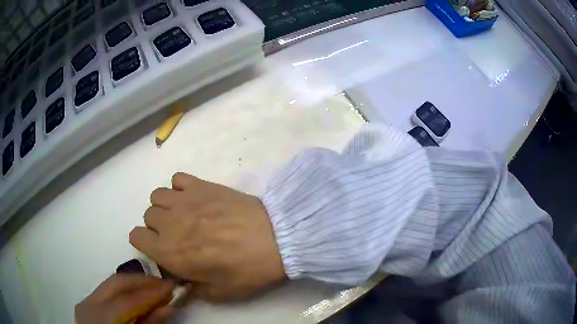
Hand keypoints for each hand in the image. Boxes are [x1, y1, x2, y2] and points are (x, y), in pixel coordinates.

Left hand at [75, 274, 174, 323]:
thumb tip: (168, 307)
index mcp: (101, 318)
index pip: (127, 300)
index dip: (151, 292)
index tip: (172, 285)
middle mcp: (89, 304)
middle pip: (116, 283)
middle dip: (142, 281)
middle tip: (164, 284)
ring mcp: (86, 302)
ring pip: (111, 284)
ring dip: (134, 284)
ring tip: (154, 288)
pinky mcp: (87, 304)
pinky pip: (107, 291)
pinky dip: (124, 291)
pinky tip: (137, 296)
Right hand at [129, 173, 285, 301]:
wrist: (275, 239)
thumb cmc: (247, 271)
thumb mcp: (219, 293)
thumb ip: (193, 289)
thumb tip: (182, 281)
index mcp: (169, 252)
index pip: (136, 236)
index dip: (145, 243)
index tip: (160, 248)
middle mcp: (170, 223)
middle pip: (148, 215)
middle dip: (158, 226)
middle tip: (178, 235)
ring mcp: (185, 200)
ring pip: (157, 195)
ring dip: (166, 206)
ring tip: (184, 215)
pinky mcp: (202, 185)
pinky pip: (178, 178)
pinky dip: (180, 187)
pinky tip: (195, 198)